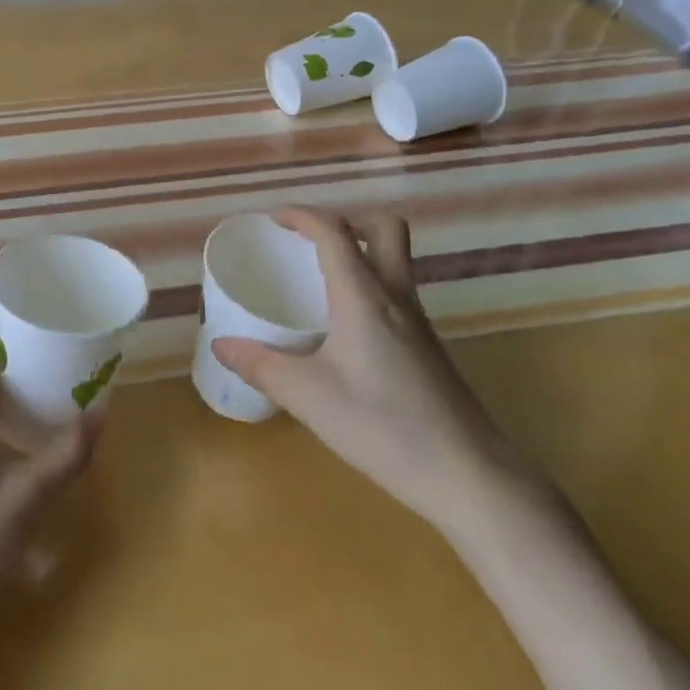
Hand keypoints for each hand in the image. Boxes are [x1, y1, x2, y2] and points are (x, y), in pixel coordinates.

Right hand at [211, 209, 537, 534]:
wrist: (467, 474)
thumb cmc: (382, 425)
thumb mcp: (308, 396)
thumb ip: (262, 366)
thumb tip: (222, 345)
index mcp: (363, 296)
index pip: (335, 232)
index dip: (304, 216)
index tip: (275, 219)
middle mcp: (396, 297)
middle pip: (386, 230)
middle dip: (349, 222)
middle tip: (312, 244)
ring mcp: (419, 322)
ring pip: (395, 262)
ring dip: (361, 255)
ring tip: (319, 283)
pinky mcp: (429, 348)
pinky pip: (397, 295)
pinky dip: (369, 290)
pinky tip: (345, 332)